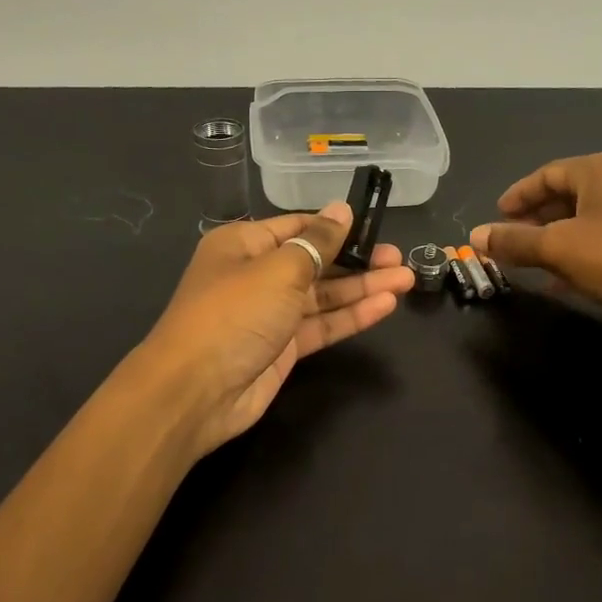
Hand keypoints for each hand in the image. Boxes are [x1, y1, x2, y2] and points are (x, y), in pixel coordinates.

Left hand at [138, 203, 413, 455]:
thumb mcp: (279, 269)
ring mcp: (270, 314)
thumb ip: (318, 242)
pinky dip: (351, 316)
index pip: (298, 228)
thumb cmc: (234, 314)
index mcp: (244, 245)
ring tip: (405, 279)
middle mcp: (256, 275)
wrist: (196, 391)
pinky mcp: (282, 348)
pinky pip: (321, 325)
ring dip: (362, 288)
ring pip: (323, 296)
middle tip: (399, 258)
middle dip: (357, 260)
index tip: (375, 226)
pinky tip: (385, 306)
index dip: (336, 227)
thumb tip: (341, 210)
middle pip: (315, 262)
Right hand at [470, 151, 601, 339]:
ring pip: (590, 220)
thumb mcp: (558, 249)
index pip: (548, 174)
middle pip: (570, 195)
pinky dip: (584, 253)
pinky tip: (570, 280)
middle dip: (537, 220)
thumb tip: (474, 236)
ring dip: (559, 240)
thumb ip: (514, 242)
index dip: (518, 196)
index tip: (496, 217)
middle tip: (512, 242)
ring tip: (535, 264)